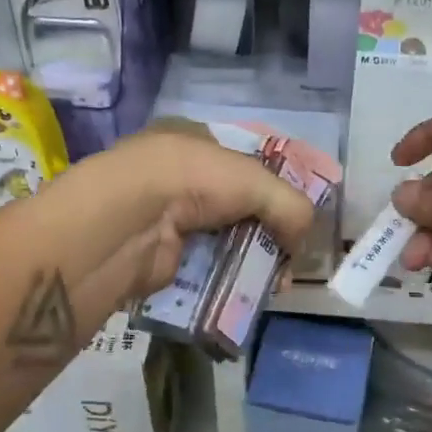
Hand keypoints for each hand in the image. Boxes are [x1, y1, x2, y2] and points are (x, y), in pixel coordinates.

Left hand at [61, 124, 318, 300]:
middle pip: (237, 204)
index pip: (244, 162)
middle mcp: (178, 174)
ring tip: (274, 281)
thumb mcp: (256, 180)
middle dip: (266, 230)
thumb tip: (300, 243)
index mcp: (194, 140)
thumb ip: (291, 206)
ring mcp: (166, 215)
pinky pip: (205, 267)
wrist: (131, 222)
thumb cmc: (193, 180)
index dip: (274, 187)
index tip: (297, 216)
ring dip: (250, 259)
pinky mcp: (161, 254)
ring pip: (222, 238)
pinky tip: (247, 291)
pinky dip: (227, 278)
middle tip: (289, 256)